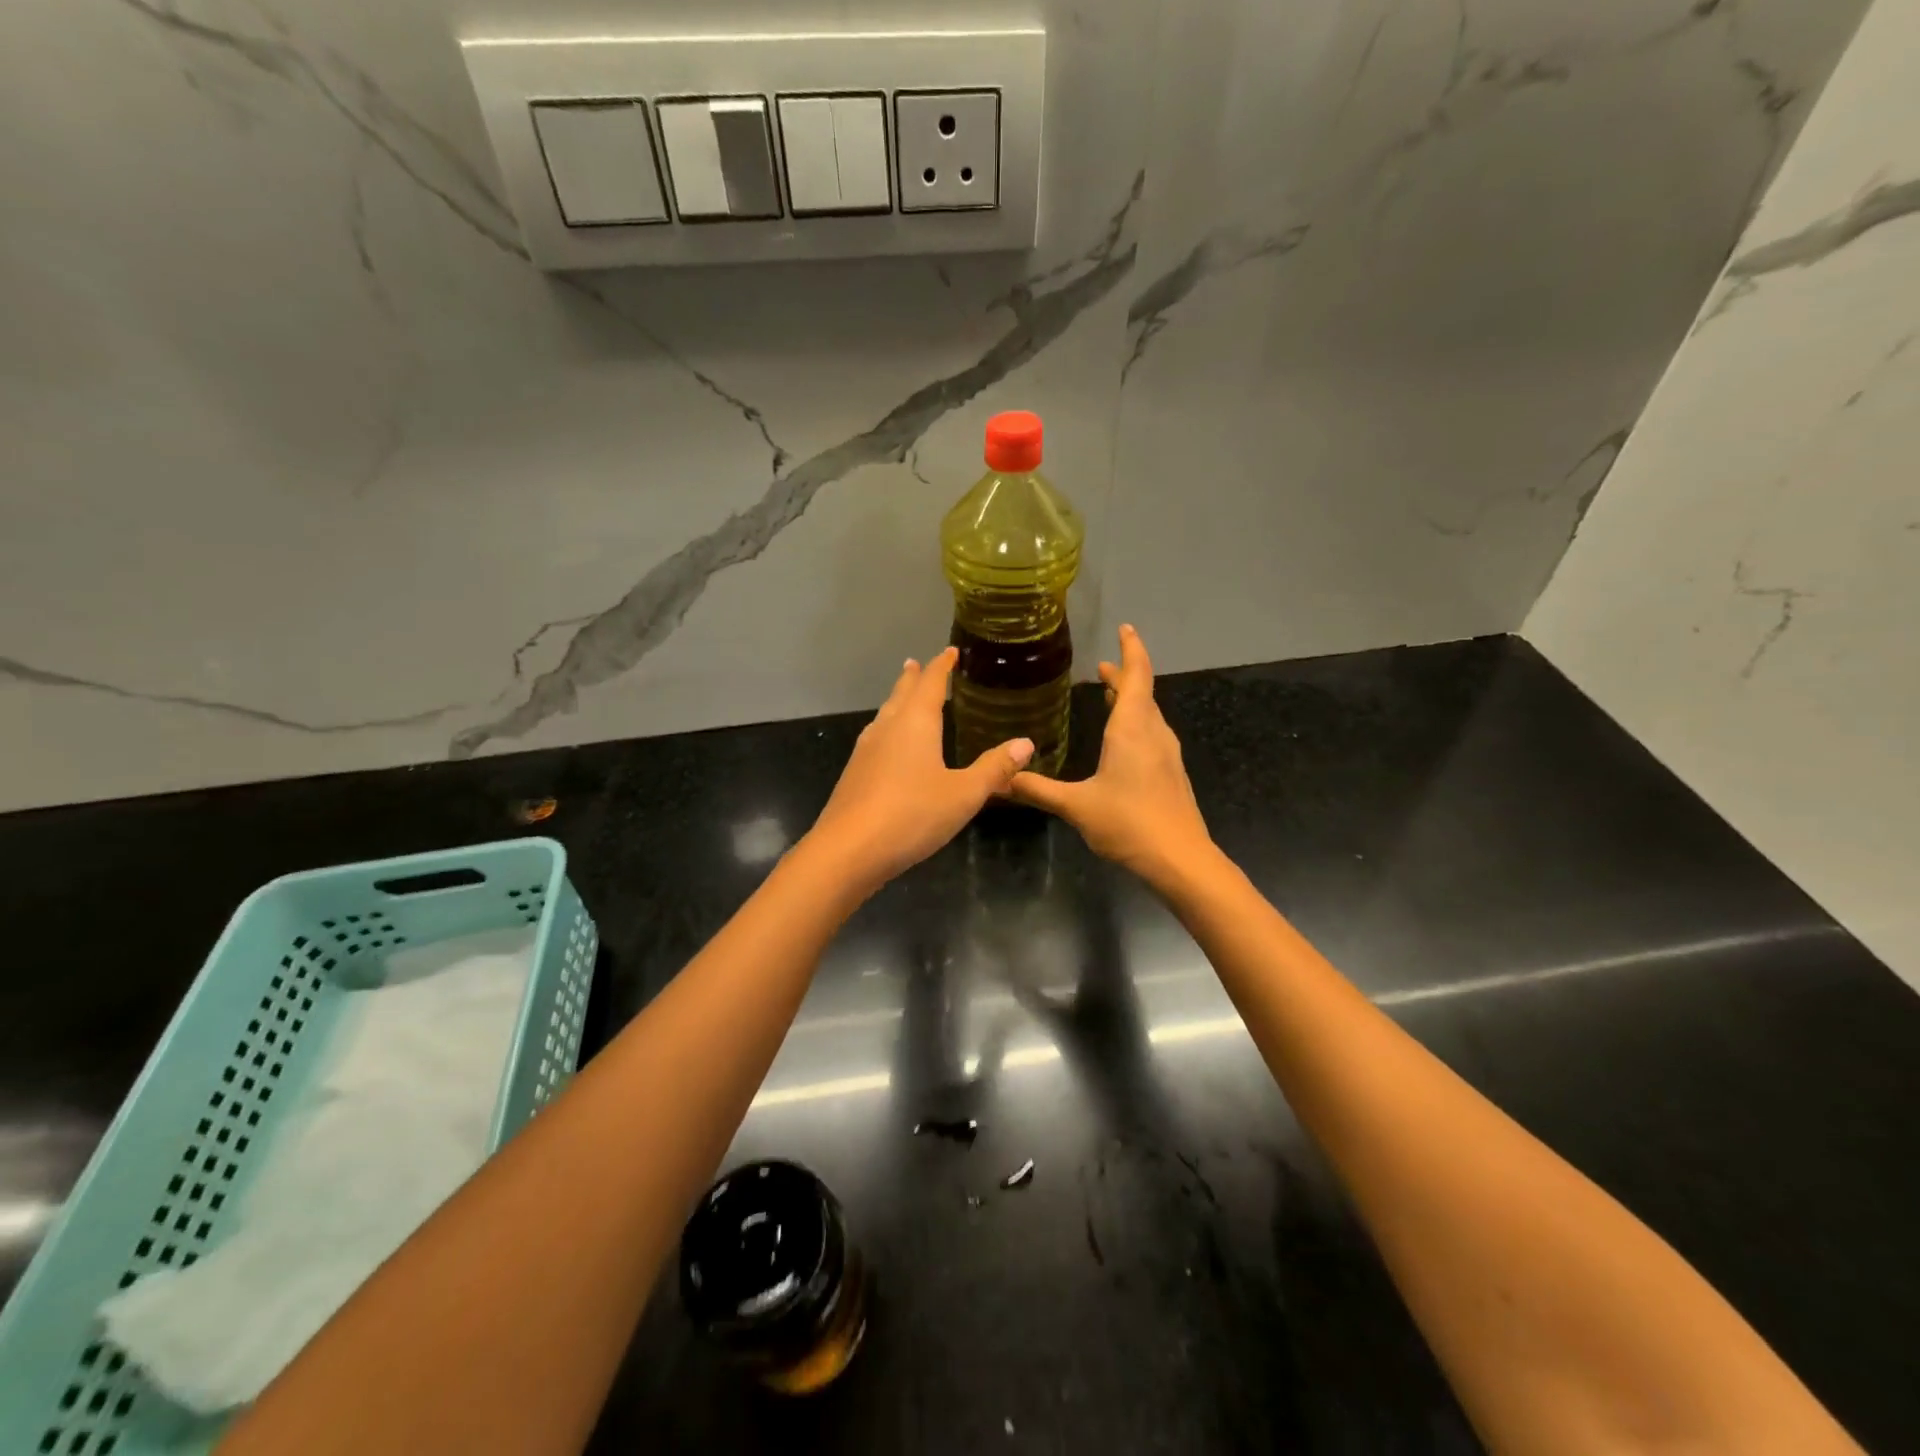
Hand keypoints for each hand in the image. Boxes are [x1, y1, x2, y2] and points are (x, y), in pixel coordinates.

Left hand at [805, 648, 1034, 892]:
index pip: (930, 683)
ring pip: (884, 717)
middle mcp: (887, 729)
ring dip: (896, 703)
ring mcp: (865, 752)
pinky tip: (888, 748)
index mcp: (915, 723)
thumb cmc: (912, 815)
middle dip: (912, 678)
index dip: (942, 666)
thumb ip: (994, 769)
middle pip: (901, 694)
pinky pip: (875, 740)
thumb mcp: (964, 794)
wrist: (848, 851)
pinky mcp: (854, 776)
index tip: (951, 652)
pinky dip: (887, 730)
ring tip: (902, 699)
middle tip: (915, 663)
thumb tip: (1025, 743)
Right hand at [1008, 625, 1212, 885]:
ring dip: (1131, 700)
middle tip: (1102, 667)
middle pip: (1142, 693)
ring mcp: (1167, 755)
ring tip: (1111, 695)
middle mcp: (1153, 734)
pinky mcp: (1171, 774)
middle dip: (1124, 676)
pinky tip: (1124, 741)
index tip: (1125, 629)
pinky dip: (1137, 723)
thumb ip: (1038, 790)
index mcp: (1132, 729)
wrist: (1180, 860)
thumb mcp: (1076, 806)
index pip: (1136, 676)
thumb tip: (1000, 779)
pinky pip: (1153, 734)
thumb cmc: (1128, 823)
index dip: (1131, 650)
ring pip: (1149, 715)